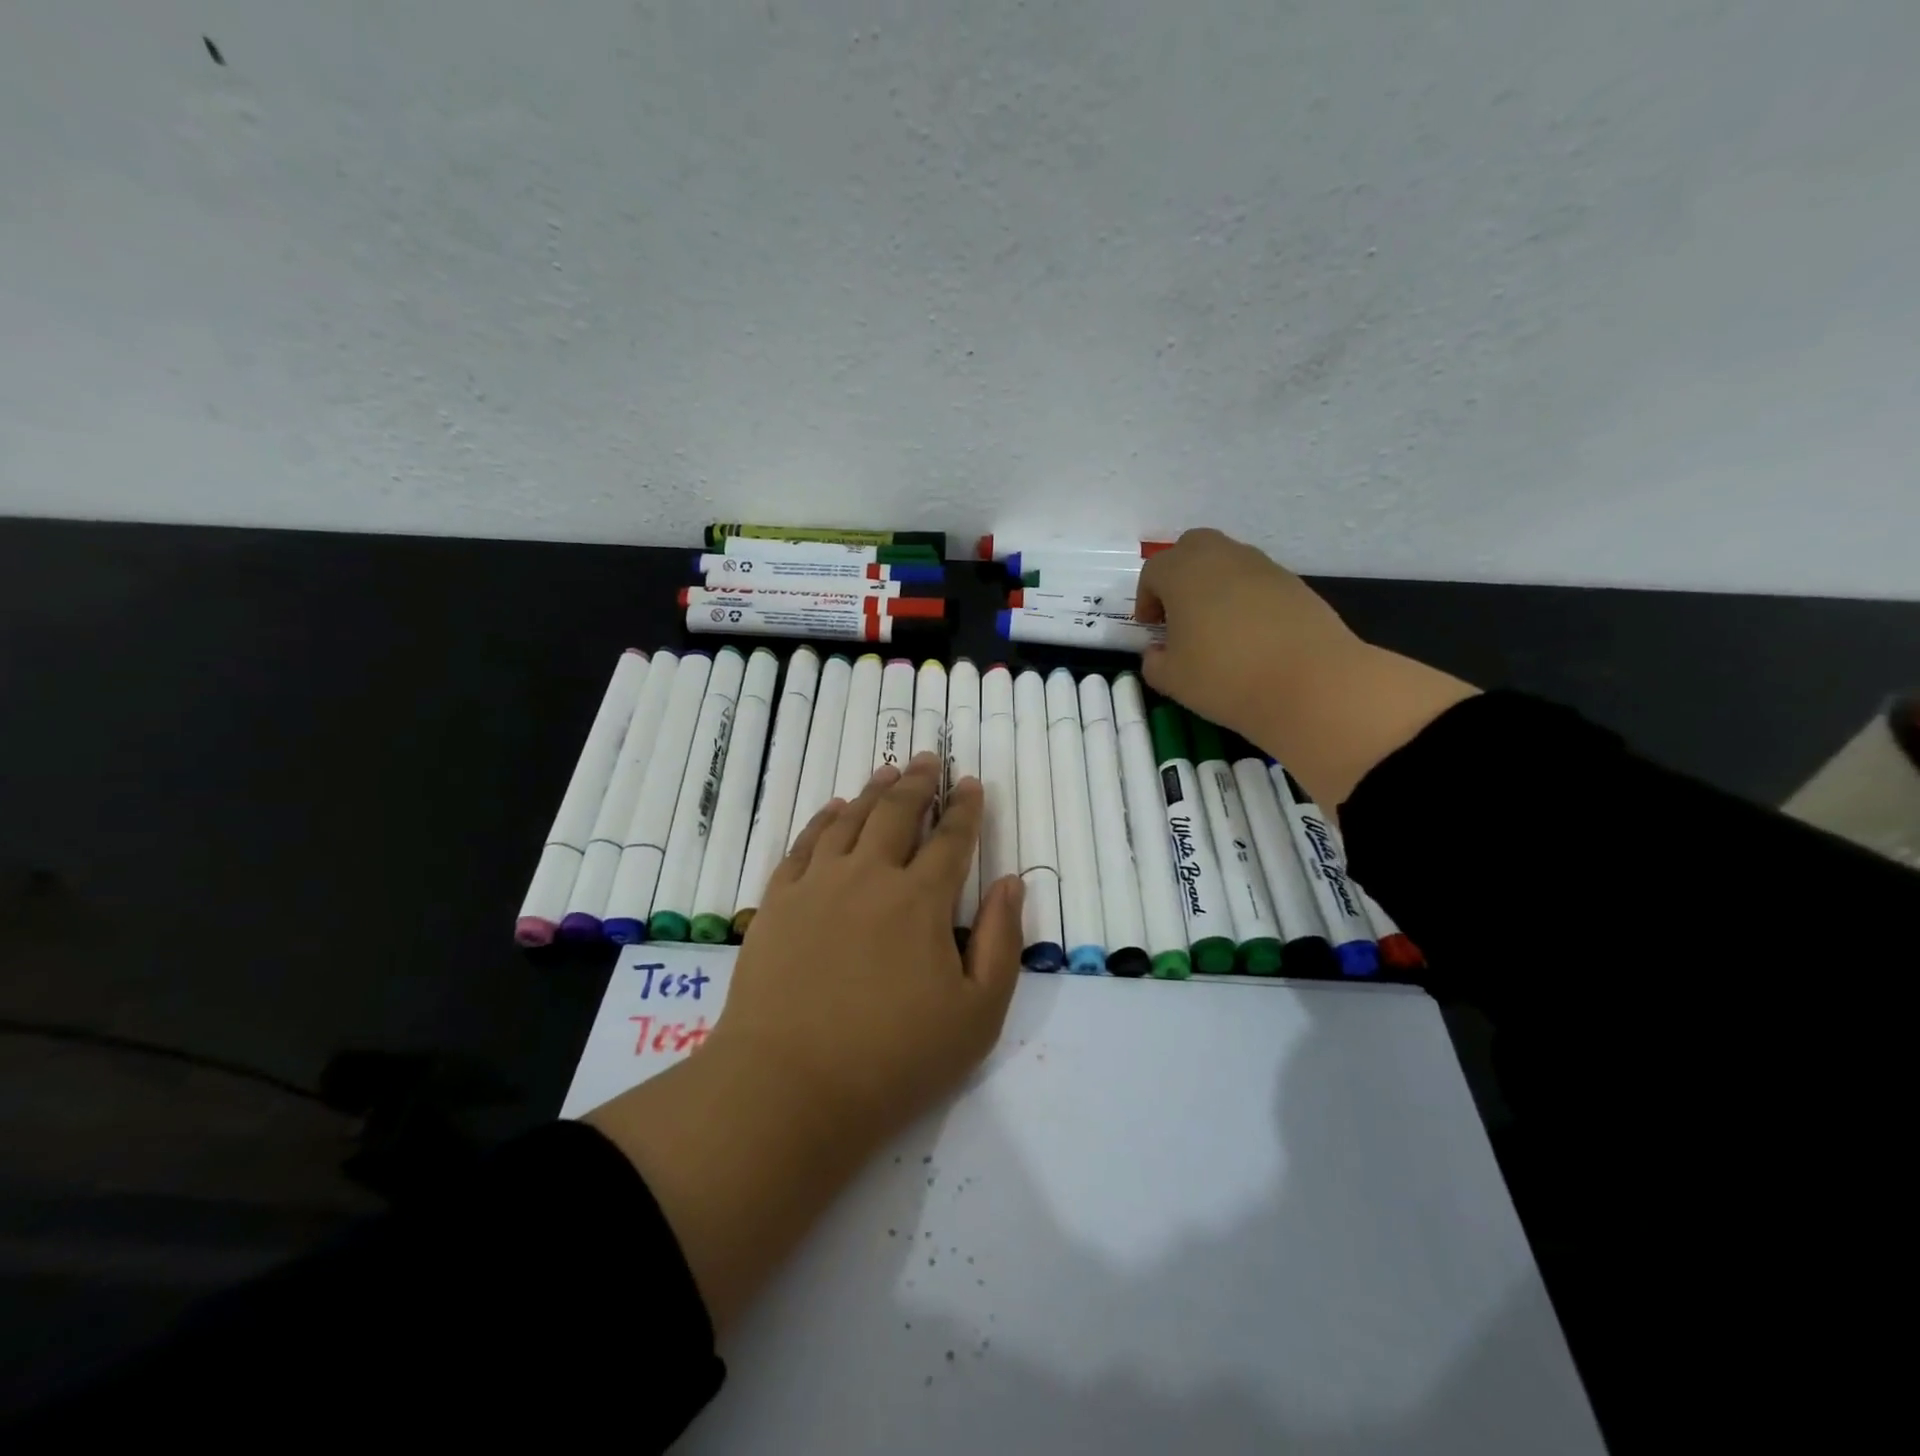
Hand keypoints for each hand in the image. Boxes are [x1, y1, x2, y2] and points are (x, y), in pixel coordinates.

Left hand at [587, 753, 1023, 1333]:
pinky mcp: (779, 902)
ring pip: (850, 820)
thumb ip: (1002, 942)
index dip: (965, 808)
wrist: (789, 1087)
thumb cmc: (894, 1059)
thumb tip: (1011, 882)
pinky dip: (823, 820)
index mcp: (922, 900)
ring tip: (889, 772)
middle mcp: (870, 876)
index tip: (971, 783)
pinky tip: (833, 809)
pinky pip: (804, 844)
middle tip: (929, 760)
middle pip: (898, 814)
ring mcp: (818, 885)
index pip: (951, 839)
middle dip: (920, 784)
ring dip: (874, 792)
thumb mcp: (977, 1014)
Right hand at [1135, 528, 1365, 744]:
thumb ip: (1154, 662)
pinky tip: (1251, 637)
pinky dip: (1246, 599)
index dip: (1146, 599)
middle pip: (1192, 548)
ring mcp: (1263, 567)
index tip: (1151, 628)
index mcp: (1183, 573)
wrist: (1311, 683)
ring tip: (1216, 628)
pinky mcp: (1295, 584)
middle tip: (1179, 614)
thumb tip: (1158, 653)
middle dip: (1179, 575)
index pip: (1154, 572)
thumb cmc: (1225, 677)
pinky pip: (1257, 582)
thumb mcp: (1172, 680)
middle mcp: (1222, 557)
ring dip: (1214, 586)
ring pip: (1228, 562)